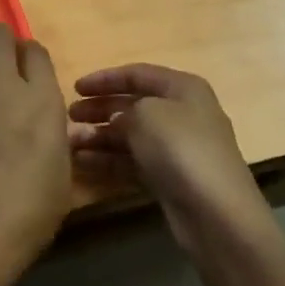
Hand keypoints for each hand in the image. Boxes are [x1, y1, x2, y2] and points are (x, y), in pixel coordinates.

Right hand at [69, 64, 274, 252]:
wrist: (215, 211)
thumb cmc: (180, 148)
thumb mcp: (146, 114)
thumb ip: (124, 109)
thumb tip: (117, 120)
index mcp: (183, 88)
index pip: (138, 74)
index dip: (105, 78)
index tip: (75, 88)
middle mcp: (182, 113)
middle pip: (133, 104)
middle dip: (100, 108)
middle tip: (70, 116)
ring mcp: (177, 148)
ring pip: (131, 135)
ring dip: (99, 136)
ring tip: (70, 142)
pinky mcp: (169, 177)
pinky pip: (133, 161)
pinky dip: (109, 160)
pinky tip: (82, 162)